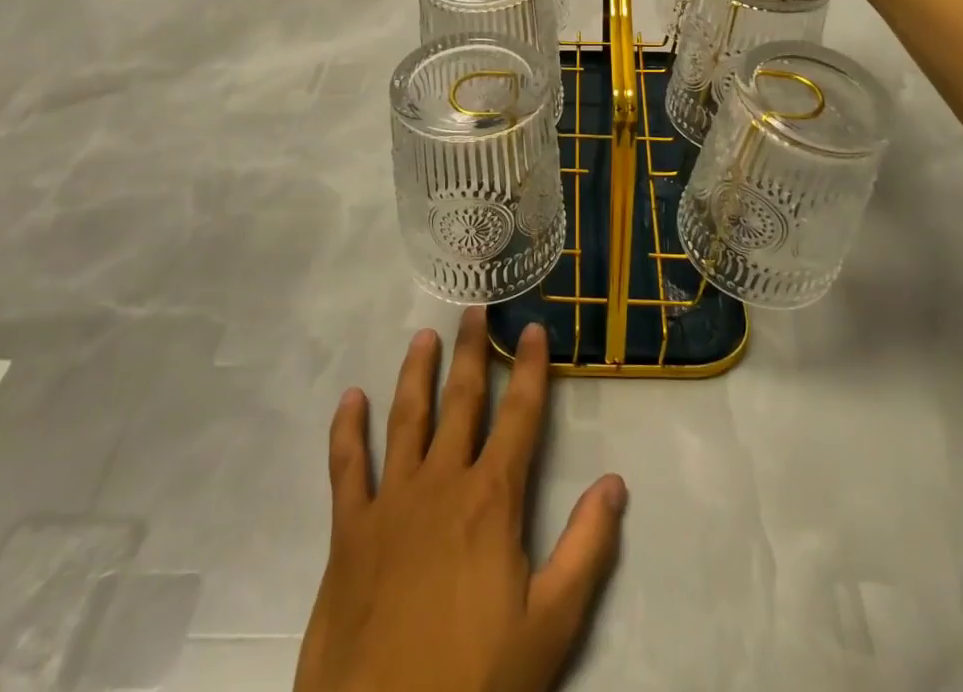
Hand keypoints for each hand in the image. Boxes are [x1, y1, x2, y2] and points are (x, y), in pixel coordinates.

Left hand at [294, 310, 627, 691]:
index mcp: (492, 498)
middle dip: (471, 350)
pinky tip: (350, 398)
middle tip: (474, 308)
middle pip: (462, 400)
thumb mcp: (551, 626)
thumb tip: (616, 482)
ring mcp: (391, 501)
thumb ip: (587, 549)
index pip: (520, 415)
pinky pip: (346, 466)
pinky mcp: (349, 530)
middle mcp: (442, 481)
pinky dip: (346, 429)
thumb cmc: (475, 682)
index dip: (530, 368)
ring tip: (423, 337)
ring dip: (416, 372)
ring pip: (406, 417)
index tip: (533, 327)